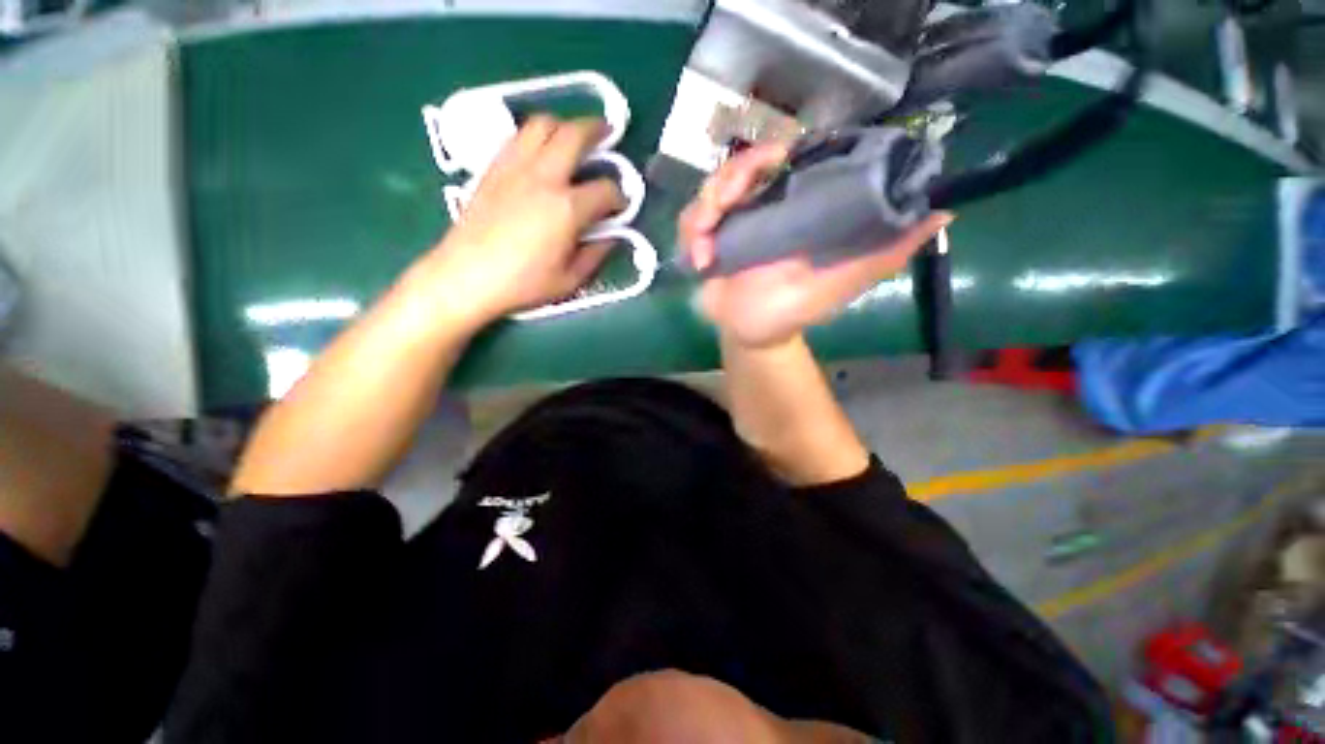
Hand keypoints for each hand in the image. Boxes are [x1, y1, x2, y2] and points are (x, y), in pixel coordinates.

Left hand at [423, 116, 625, 326]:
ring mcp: (515, 167)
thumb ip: (595, 255)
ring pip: (542, 124)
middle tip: (607, 132)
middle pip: (574, 135)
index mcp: (567, 209)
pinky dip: (536, 135)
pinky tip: (540, 150)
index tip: (620, 206)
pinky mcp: (493, 168)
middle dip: (597, 129)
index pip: (605, 190)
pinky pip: (518, 137)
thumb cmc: (522, 283)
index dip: (619, 196)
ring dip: (564, 124)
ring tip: (572, 135)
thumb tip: (610, 237)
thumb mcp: (569, 280)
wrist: (466, 276)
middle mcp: (543, 177)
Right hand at [679, 143, 951, 347]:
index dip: (774, 151)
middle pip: (742, 165)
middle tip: (723, 206)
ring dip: (704, 210)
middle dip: (728, 180)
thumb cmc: (796, 309)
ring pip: (711, 188)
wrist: (753, 334)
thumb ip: (884, 252)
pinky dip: (690, 236)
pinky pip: (691, 220)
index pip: (787, 157)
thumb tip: (942, 212)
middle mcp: (766, 207)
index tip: (767, 163)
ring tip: (706, 250)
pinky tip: (700, 262)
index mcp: (799, 208)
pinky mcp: (708, 240)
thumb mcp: (843, 282)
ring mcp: (734, 222)